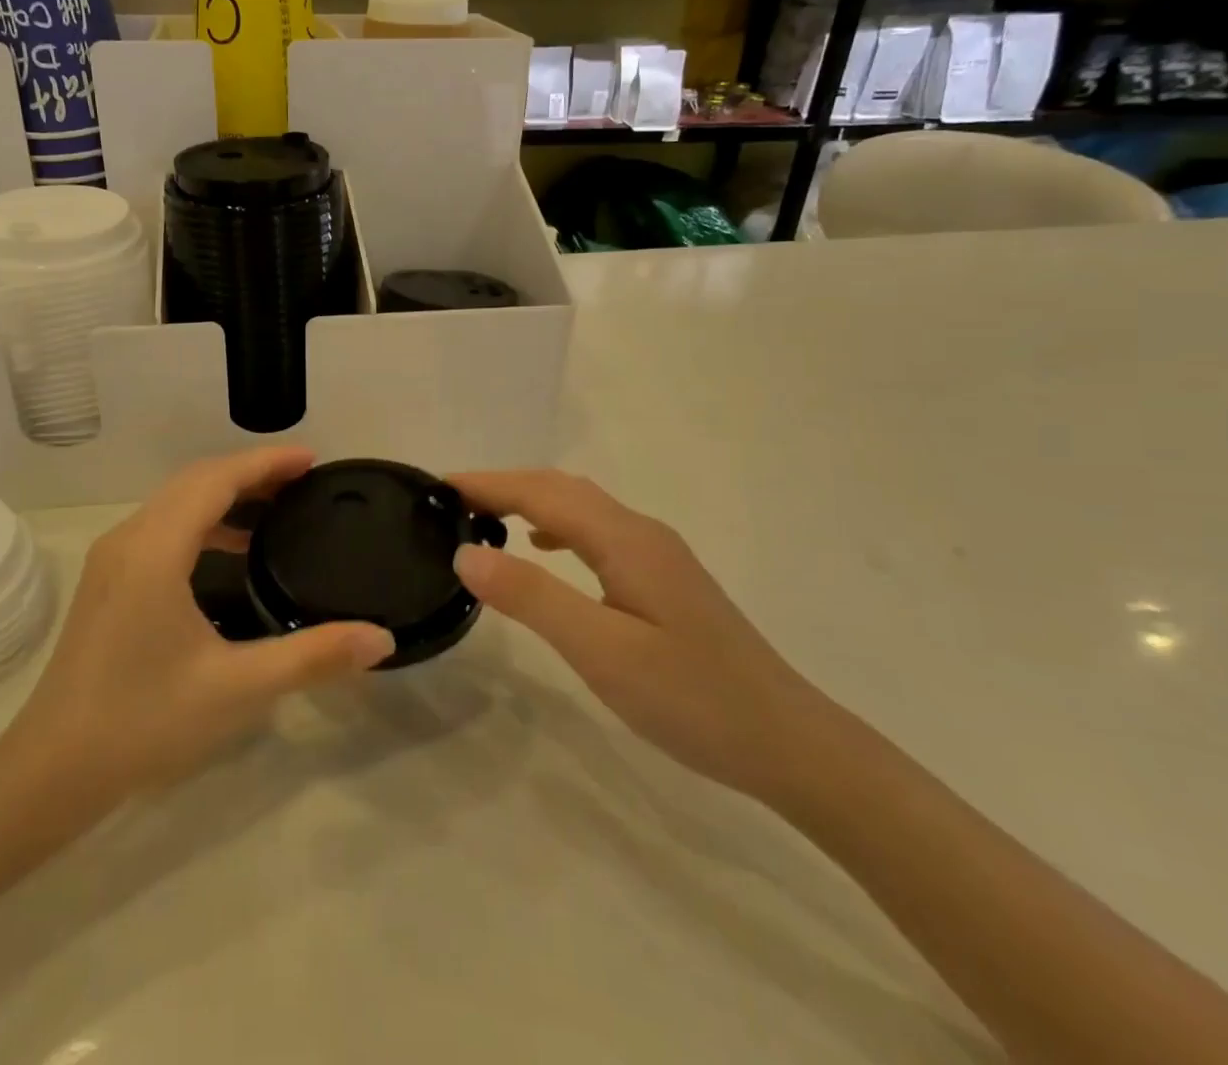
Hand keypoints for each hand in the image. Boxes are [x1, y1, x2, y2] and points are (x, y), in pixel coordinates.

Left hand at [6, 447, 394, 797]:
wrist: (52, 770)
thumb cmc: (144, 722)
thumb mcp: (237, 688)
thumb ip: (312, 656)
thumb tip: (381, 638)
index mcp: (155, 550)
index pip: (216, 480)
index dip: (265, 463)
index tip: (313, 460)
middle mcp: (129, 539)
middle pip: (195, 481)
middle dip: (251, 472)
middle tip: (303, 480)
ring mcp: (113, 559)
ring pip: (176, 501)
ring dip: (225, 493)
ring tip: (277, 506)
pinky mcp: (109, 580)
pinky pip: (163, 525)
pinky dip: (203, 519)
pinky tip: (233, 549)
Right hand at [450, 470, 825, 800]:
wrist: (788, 743)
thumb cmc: (691, 698)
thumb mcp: (601, 651)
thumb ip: (532, 597)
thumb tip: (467, 552)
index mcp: (626, 540)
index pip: (542, 494)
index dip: (489, 484)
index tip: (438, 486)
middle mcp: (642, 533)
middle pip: (562, 490)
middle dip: (505, 486)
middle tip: (452, 501)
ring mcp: (657, 555)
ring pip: (581, 509)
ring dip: (530, 502)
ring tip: (486, 518)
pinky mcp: (663, 579)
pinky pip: (597, 533)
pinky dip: (558, 528)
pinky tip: (545, 552)